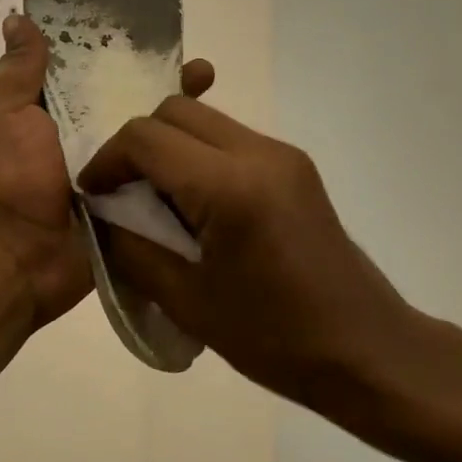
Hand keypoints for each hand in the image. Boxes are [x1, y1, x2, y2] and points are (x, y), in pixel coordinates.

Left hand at [0, 15, 212, 330]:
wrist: (14, 257)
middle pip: (125, 99)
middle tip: (199, 67)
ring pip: (148, 134)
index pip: (86, 68)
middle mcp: (77, 136)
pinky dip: (182, 156)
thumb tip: (18, 19)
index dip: (115, 48)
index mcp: (44, 110)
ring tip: (210, 86)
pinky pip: (157, 173)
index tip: (150, 29)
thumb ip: (16, 69)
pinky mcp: (127, 201)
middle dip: (160, 78)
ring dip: (178, 112)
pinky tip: (216, 135)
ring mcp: (106, 170)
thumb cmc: (3, 174)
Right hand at [79, 97, 410, 406]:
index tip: (94, 196)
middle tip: (124, 194)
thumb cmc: (275, 338)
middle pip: (176, 111)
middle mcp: (259, 152)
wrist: (366, 350)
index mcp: (230, 186)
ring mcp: (283, 154)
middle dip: (138, 145)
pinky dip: (199, 158)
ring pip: (204, 120)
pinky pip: (230, 140)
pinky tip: (198, 207)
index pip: (147, 137)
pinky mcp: (295, 165)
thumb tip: (102, 214)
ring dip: (170, 148)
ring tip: (159, 203)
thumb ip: (133, 247)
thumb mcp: (187, 301)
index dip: (108, 160)